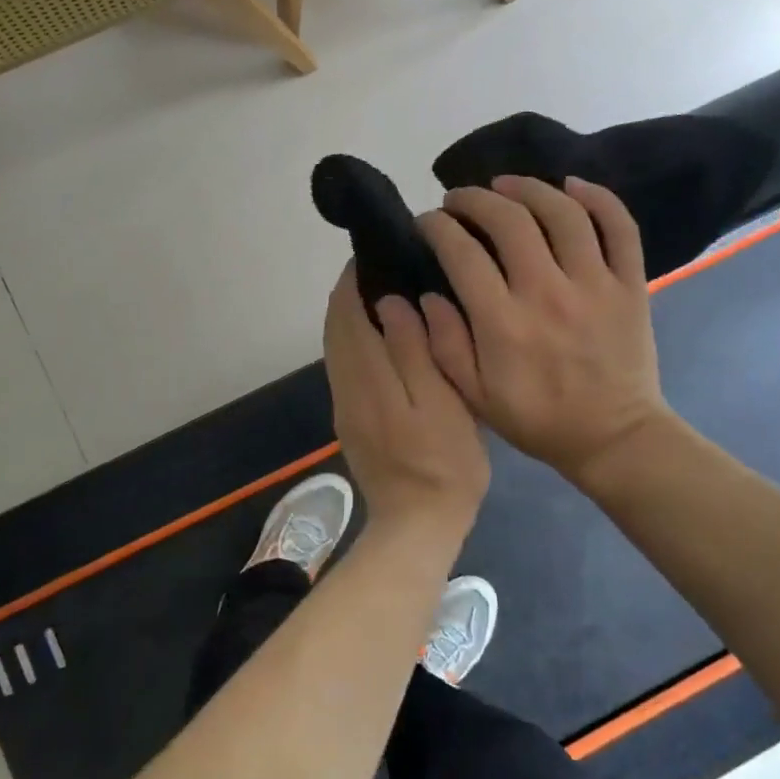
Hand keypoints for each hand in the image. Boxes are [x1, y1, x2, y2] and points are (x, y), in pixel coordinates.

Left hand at [323, 265, 489, 536]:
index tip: (373, 253)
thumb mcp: (441, 404)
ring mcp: (344, 405)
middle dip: (350, 293)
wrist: (417, 525)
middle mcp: (345, 386)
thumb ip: (413, 351)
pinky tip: (380, 338)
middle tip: (382, 268)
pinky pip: (343, 366)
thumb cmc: (444, 463)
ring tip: (383, 295)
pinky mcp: (349, 420)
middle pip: (335, 327)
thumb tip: (391, 302)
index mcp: (367, 377)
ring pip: (336, 346)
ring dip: (350, 316)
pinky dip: (353, 340)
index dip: (354, 280)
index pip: (346, 314)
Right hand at [417, 176, 675, 484]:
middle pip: (509, 220)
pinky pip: (619, 227)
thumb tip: (427, 294)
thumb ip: (444, 343)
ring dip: (528, 188)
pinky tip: (572, 185)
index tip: (427, 223)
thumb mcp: (474, 395)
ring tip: (506, 184)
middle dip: (475, 198)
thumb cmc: (536, 418)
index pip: (461, 252)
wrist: (613, 438)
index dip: (437, 227)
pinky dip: (598, 197)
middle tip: (459, 199)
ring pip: (562, 212)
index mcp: (503, 323)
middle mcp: (547, 293)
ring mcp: (594, 284)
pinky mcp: (629, 285)